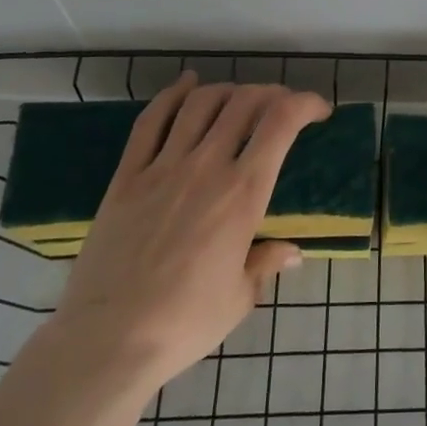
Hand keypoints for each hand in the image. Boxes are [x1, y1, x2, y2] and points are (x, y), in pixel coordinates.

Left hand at [46, 72, 331, 391]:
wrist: (108, 341)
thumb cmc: (185, 323)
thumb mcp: (240, 297)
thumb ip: (266, 263)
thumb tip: (292, 252)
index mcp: (243, 193)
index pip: (282, 123)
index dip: (306, 103)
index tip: (318, 111)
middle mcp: (207, 166)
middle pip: (245, 102)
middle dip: (272, 94)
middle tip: (282, 107)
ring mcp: (163, 167)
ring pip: (201, 104)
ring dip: (229, 91)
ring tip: (241, 99)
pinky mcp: (127, 176)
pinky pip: (151, 121)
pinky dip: (173, 95)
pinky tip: (187, 84)